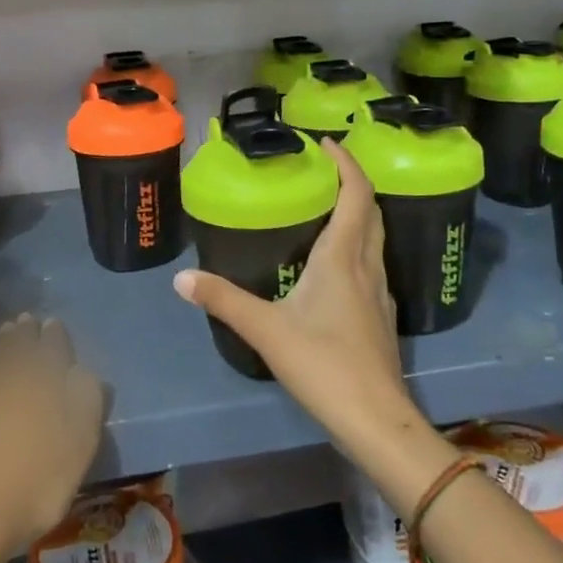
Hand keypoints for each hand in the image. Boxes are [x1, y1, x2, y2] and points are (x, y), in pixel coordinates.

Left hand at [0, 316, 104, 562]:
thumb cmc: (30, 486)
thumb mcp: (79, 445)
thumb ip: (86, 397)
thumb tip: (80, 369)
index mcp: (40, 374)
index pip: (51, 343)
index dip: (54, 335)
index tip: (52, 325)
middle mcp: (1, 368)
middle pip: (14, 343)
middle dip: (21, 333)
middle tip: (23, 324)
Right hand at [172, 141, 415, 447]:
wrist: (377, 420)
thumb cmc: (324, 365)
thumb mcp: (266, 329)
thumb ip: (223, 300)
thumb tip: (180, 278)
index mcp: (343, 256)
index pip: (356, 193)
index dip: (346, 163)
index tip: (325, 143)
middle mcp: (367, 265)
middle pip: (371, 210)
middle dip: (353, 182)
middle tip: (323, 169)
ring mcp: (380, 291)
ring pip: (376, 236)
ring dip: (359, 212)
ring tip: (328, 205)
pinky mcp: (382, 315)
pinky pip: (373, 262)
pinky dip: (359, 243)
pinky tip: (337, 263)